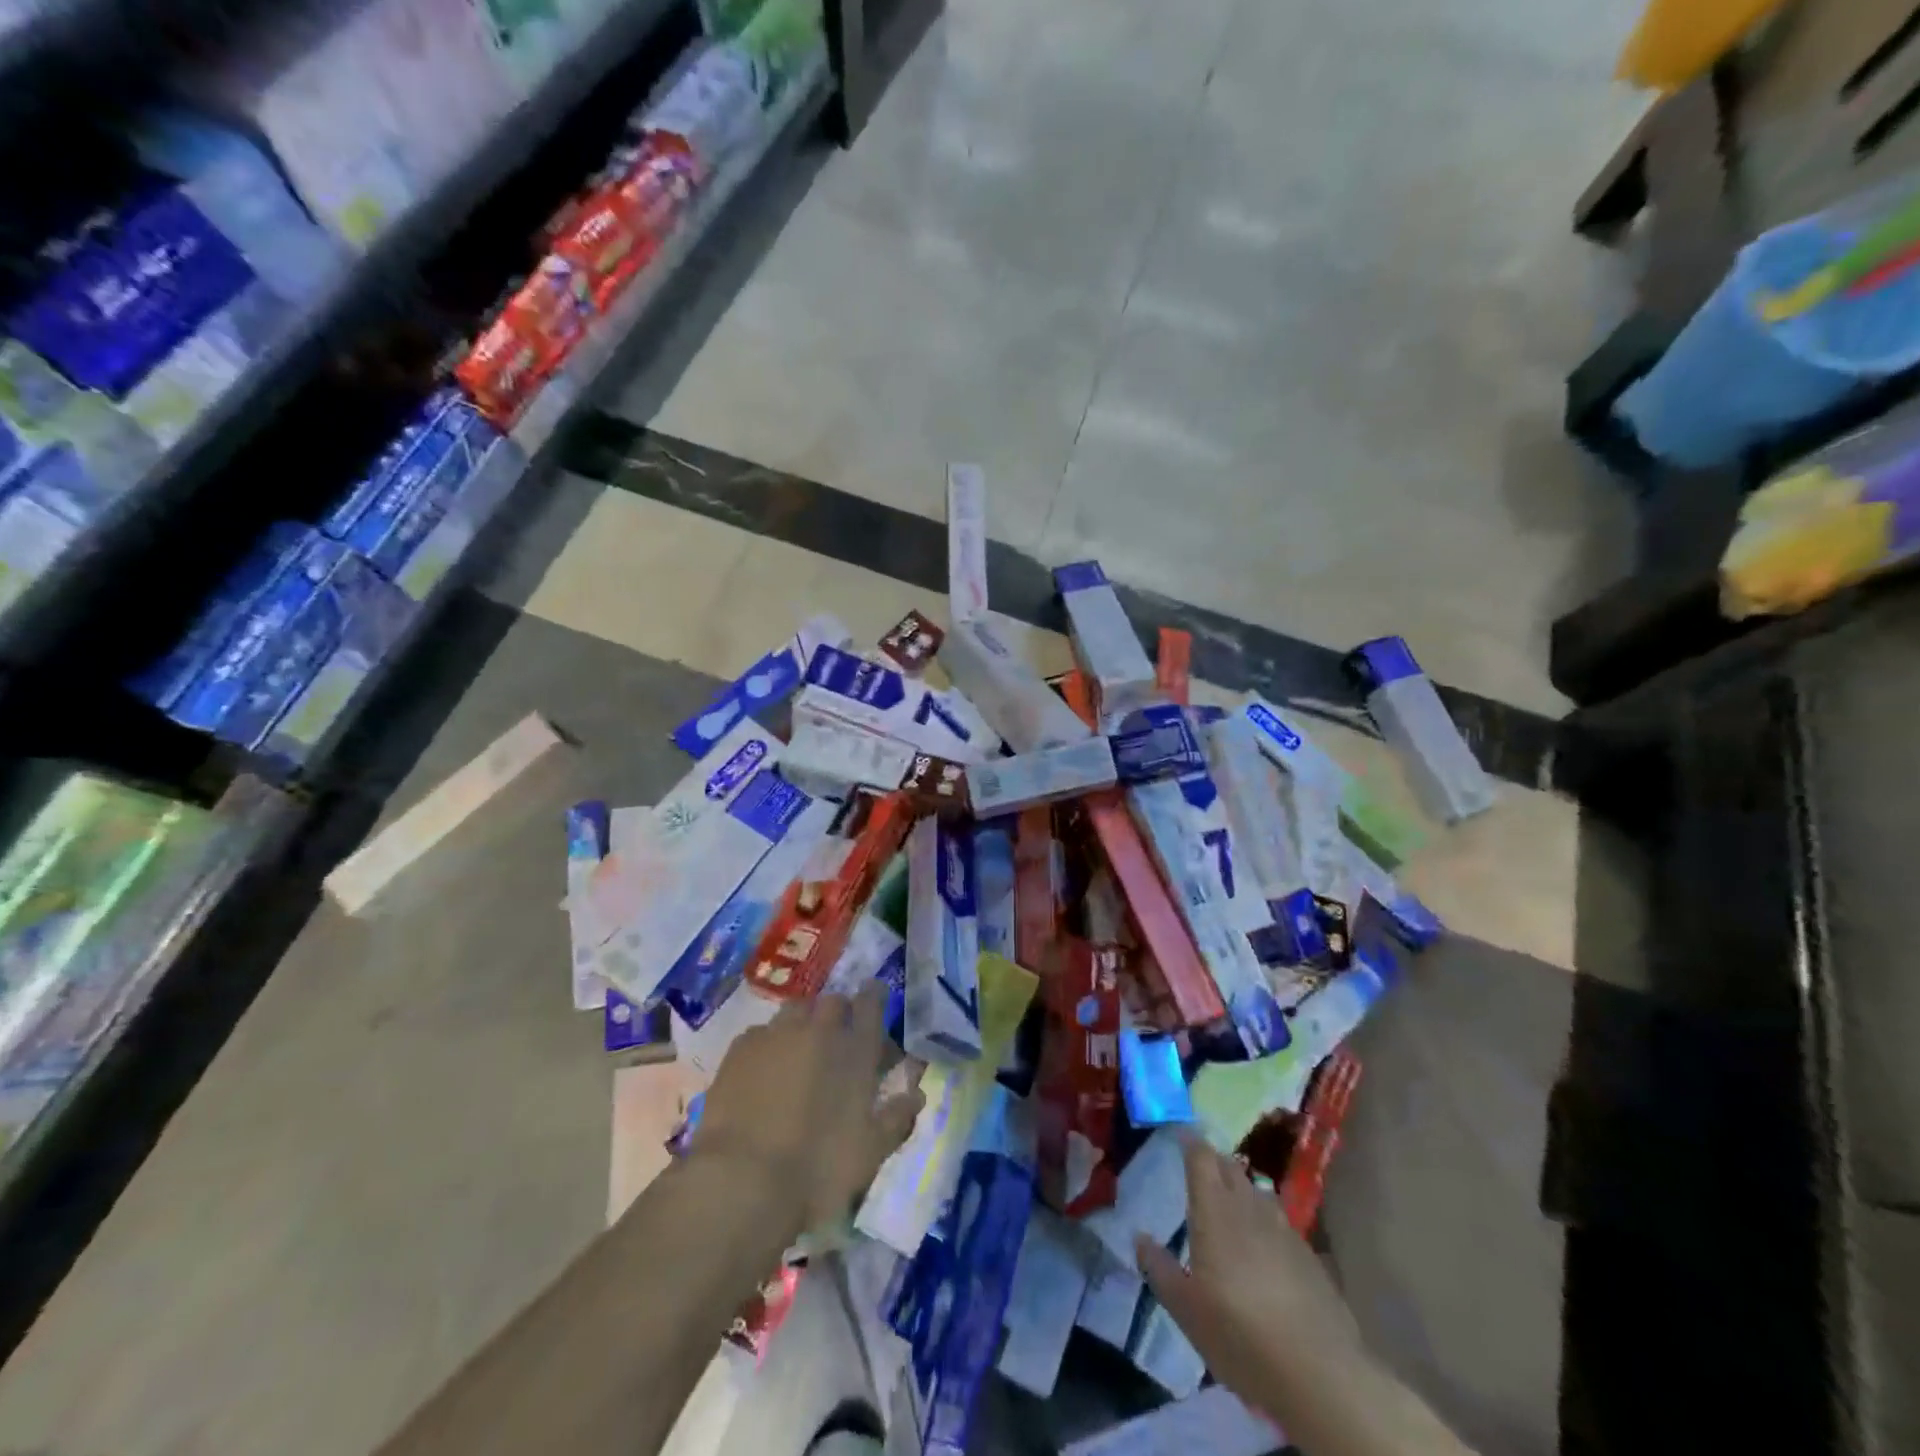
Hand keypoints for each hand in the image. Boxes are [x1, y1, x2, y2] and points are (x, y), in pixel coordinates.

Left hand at [692, 983, 924, 1236]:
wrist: (742, 1181)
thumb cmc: (818, 1170)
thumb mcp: (870, 1152)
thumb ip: (897, 1117)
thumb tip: (917, 1093)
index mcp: (856, 1050)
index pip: (872, 1003)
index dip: (875, 997)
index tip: (876, 998)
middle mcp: (818, 1029)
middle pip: (833, 1001)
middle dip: (838, 1013)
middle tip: (837, 1039)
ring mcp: (776, 1034)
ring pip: (795, 1010)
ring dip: (803, 1023)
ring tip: (799, 1050)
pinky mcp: (740, 1048)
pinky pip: (761, 1032)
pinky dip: (769, 1043)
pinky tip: (763, 1069)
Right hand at [1135, 1134, 1360, 1408]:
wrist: (1319, 1373)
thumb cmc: (1239, 1334)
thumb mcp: (1186, 1310)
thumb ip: (1159, 1269)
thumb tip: (1139, 1238)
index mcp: (1214, 1211)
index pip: (1201, 1157)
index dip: (1190, 1141)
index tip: (1180, 1132)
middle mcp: (1249, 1208)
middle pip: (1231, 1168)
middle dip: (1214, 1161)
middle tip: (1199, 1169)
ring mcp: (1283, 1229)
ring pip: (1258, 1192)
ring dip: (1241, 1190)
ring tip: (1230, 1203)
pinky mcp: (1309, 1255)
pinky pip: (1279, 1222)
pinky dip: (1265, 1221)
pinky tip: (1263, 1247)